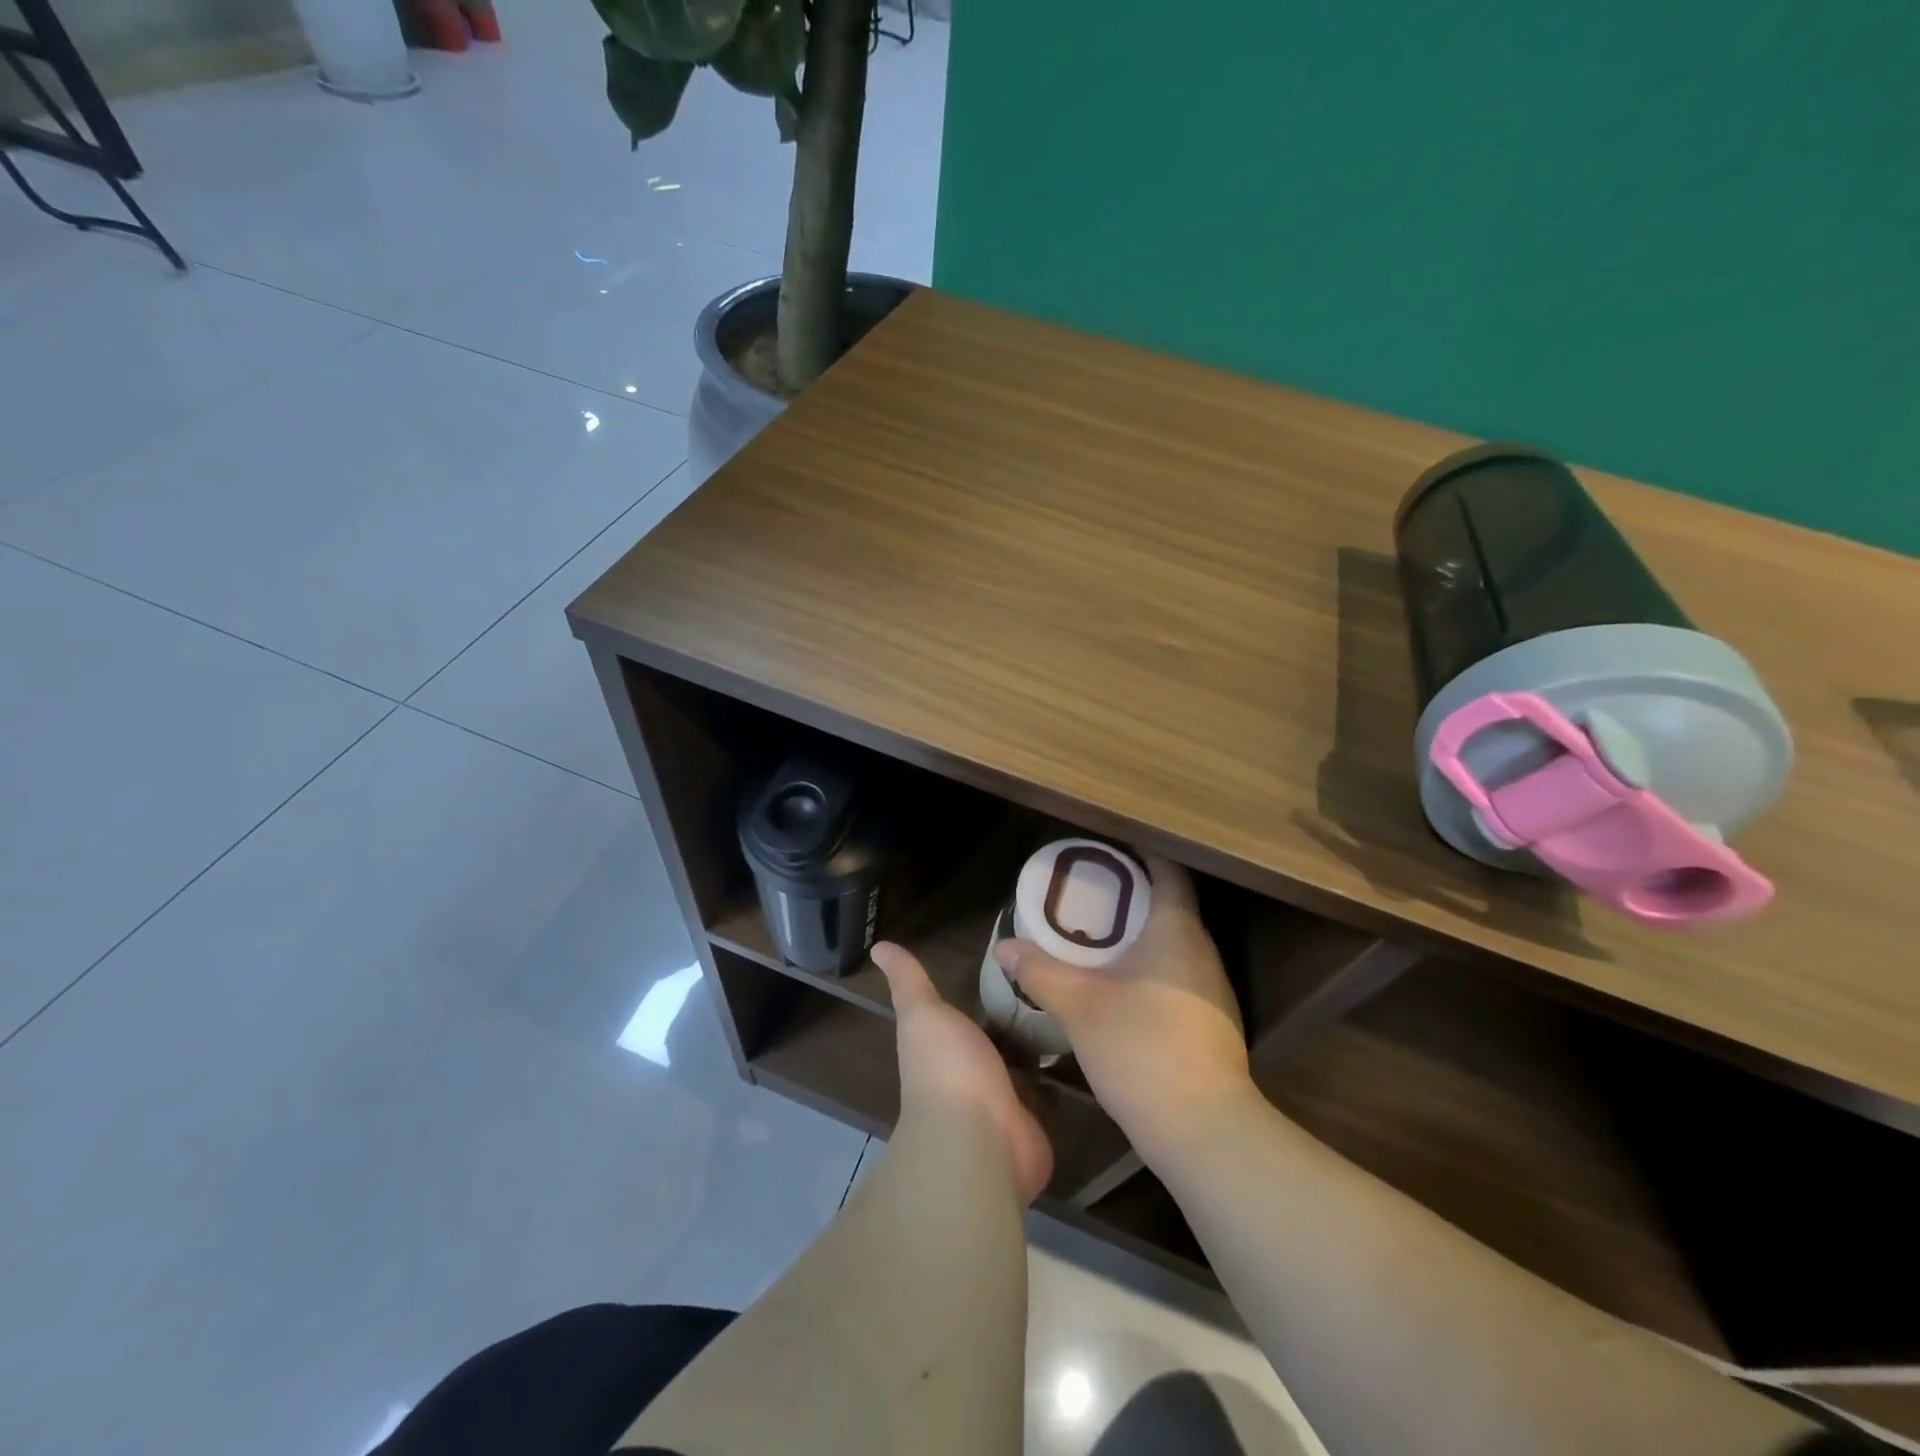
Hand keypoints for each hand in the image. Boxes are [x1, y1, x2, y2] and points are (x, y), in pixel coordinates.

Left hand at [873, 941, 1053, 1203]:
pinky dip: (1062, 1078)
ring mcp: (1004, 1100)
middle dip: (1023, 1017)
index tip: (1021, 958)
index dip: (990, 993)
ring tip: (1079, 1005)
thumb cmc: (948, 1068)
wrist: (978, 1138)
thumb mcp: (923, 1013)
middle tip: (1060, 979)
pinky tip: (1086, 1047)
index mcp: (946, 1046)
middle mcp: (973, 1072)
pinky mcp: (1034, 1122)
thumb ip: (908, 982)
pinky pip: (1050, 1094)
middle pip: (1001, 1038)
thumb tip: (879, 946)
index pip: (970, 1014)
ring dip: (1044, 1045)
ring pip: (1027, 1064)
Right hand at [994, 855, 1253, 1163]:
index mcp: (1176, 931)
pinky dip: (1150, 965)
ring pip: (1174, 942)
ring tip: (1097, 936)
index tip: (1106, 852)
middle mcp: (1201, 951)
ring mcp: (1212, 988)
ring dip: (1139, 934)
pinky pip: (1179, 973)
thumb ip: (1041, 972)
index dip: (1141, 855)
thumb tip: (1004, 946)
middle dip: (1130, 896)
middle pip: (1169, 905)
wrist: (1203, 1129)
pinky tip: (1121, 985)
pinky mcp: (1212, 1020)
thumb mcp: (1080, 1007)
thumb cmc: (1141, 1049)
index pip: (1168, 872)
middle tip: (1087, 893)